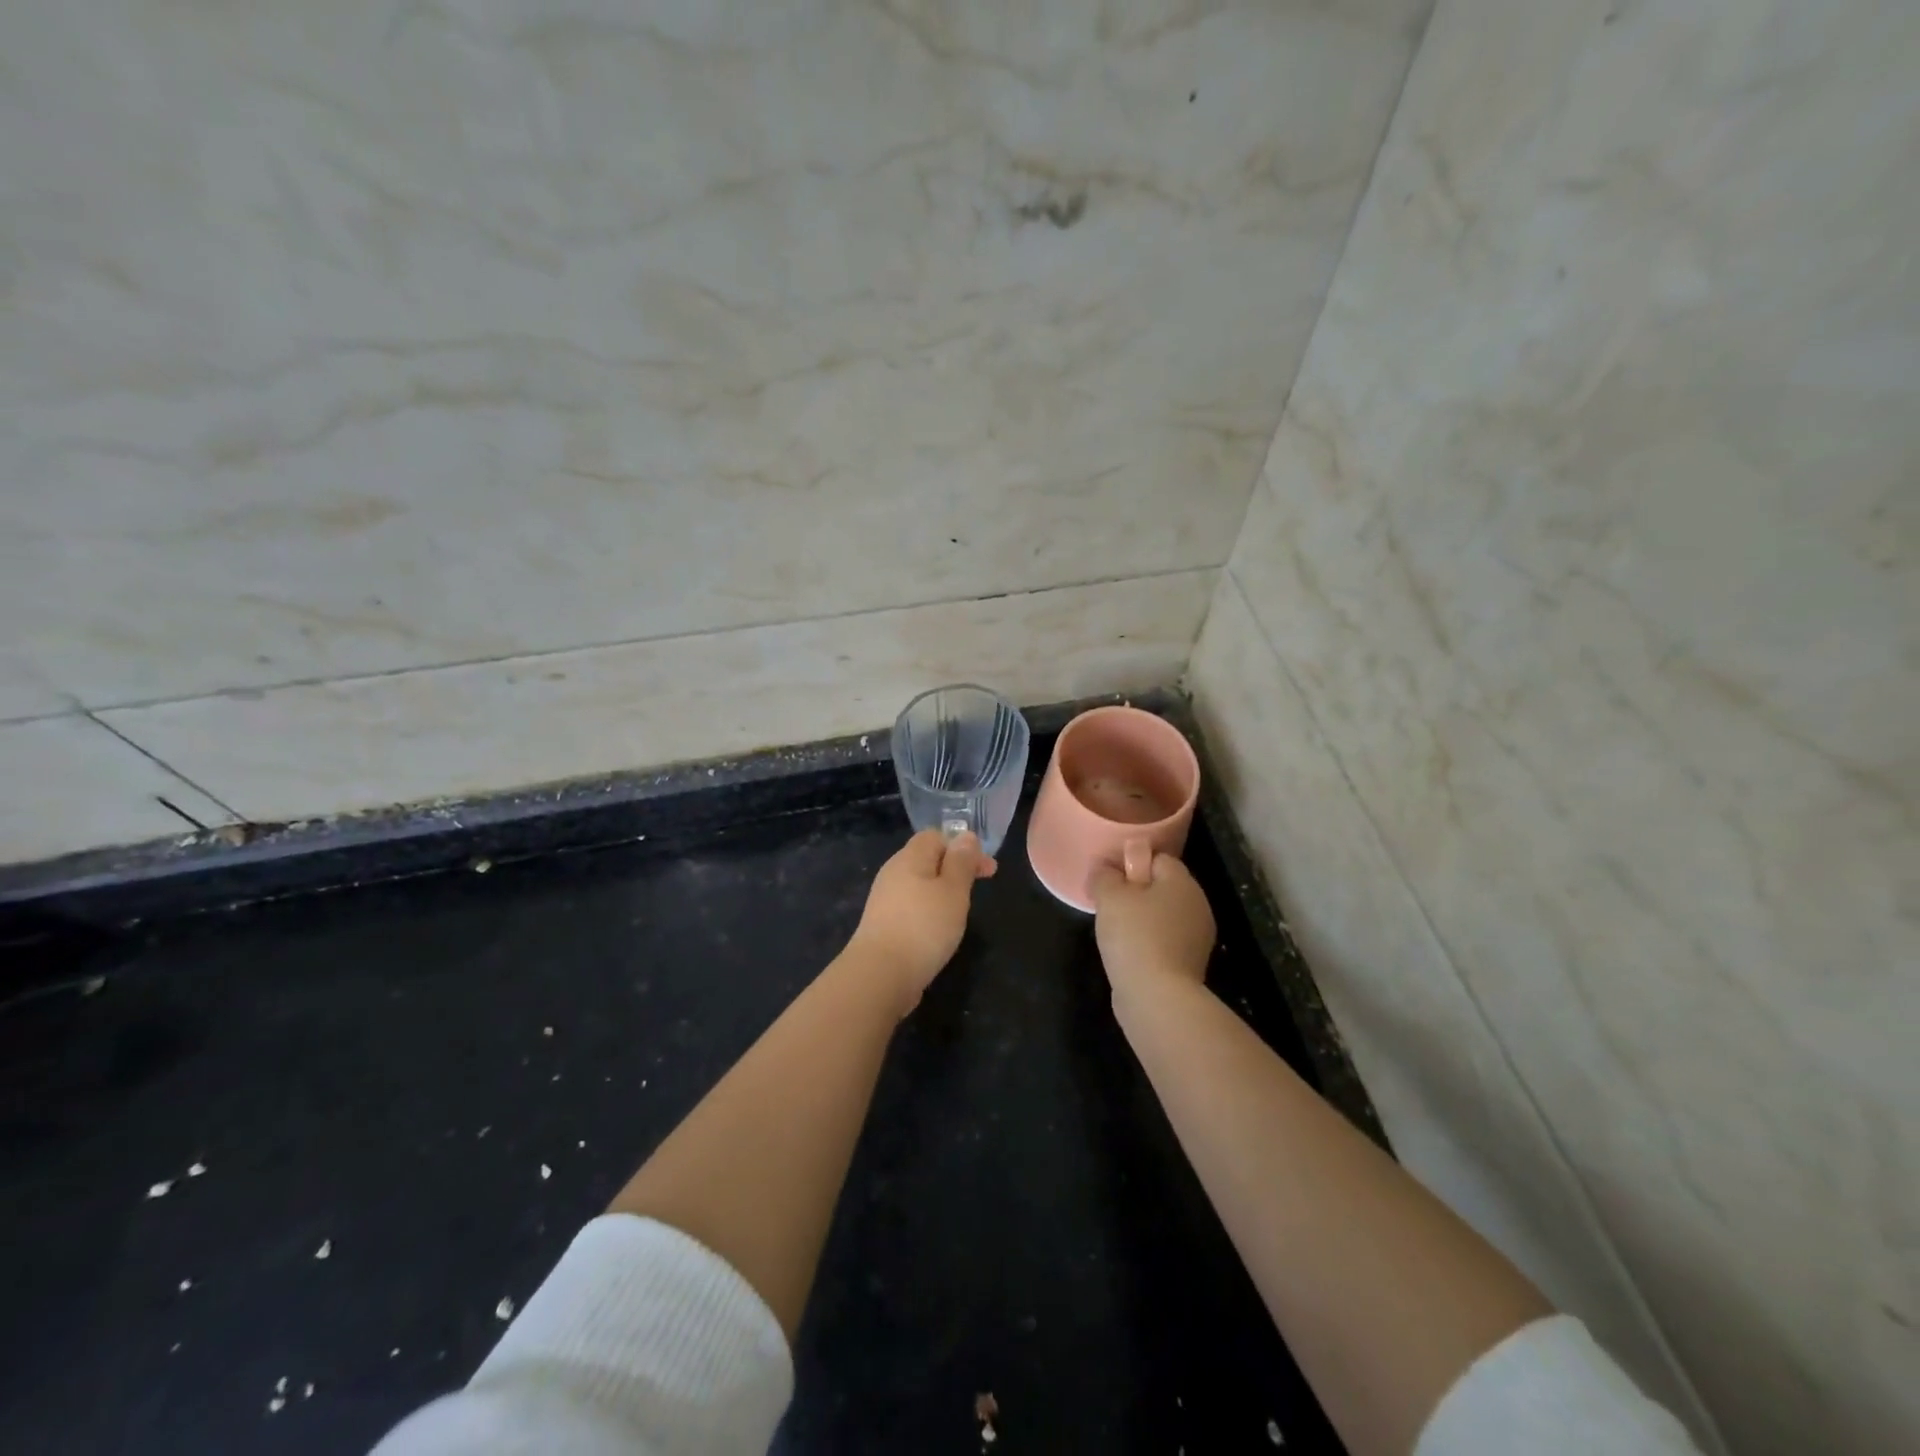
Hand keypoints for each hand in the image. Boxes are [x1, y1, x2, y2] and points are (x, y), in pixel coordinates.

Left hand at [848, 829, 996, 1014]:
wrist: (880, 975)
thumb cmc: (924, 926)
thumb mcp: (953, 890)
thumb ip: (961, 862)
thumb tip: (966, 835)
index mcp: (910, 858)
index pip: (935, 836)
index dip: (963, 846)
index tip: (986, 868)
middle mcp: (893, 873)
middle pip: (927, 859)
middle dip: (956, 869)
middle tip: (979, 888)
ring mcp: (885, 900)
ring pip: (920, 885)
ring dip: (943, 892)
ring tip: (961, 910)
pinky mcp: (884, 925)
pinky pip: (912, 907)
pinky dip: (930, 912)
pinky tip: (939, 930)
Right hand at [1090, 854, 1215, 998]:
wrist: (1157, 997)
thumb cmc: (1135, 936)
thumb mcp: (1110, 897)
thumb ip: (1105, 876)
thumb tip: (1106, 870)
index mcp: (1182, 882)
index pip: (1157, 858)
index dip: (1131, 863)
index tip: (1109, 879)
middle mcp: (1197, 905)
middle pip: (1162, 887)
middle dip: (1136, 893)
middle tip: (1108, 905)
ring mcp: (1197, 937)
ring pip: (1163, 916)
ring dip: (1141, 920)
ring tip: (1114, 932)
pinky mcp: (1189, 964)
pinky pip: (1164, 941)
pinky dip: (1148, 943)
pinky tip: (1128, 954)